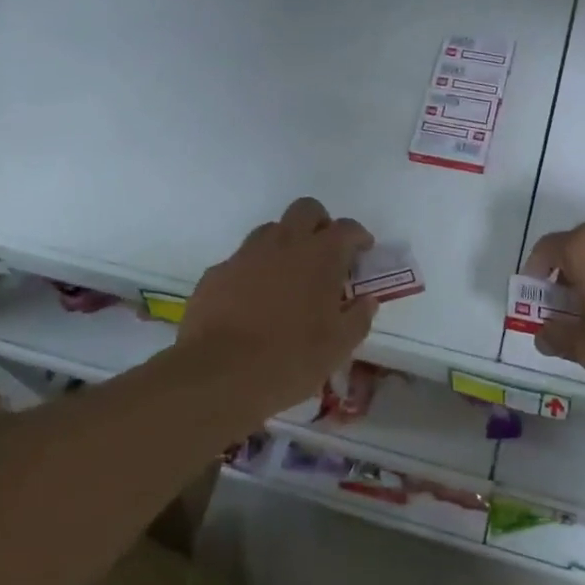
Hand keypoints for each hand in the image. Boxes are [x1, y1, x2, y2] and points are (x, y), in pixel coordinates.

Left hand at [178, 197, 377, 416]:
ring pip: (271, 230)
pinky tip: (253, 299)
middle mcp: (284, 243)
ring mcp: (246, 254)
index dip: (358, 236)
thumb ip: (358, 317)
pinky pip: (242, 260)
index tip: (362, 250)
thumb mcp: (338, 346)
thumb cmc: (290, 359)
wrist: (218, 374)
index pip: (347, 228)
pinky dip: (254, 270)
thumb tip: (367, 300)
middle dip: (320, 223)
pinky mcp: (217, 272)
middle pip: (306, 210)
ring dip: (285, 243)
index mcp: (321, 255)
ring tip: (289, 275)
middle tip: (325, 252)